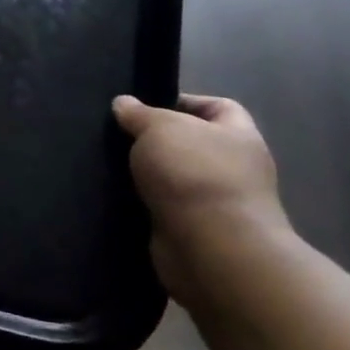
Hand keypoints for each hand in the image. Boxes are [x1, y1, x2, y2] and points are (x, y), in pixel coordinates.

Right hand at [112, 94, 292, 305]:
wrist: (212, 249)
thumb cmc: (194, 174)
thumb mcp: (160, 127)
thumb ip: (139, 113)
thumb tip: (123, 103)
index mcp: (239, 136)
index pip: (219, 107)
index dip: (185, 101)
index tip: (145, 107)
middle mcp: (234, 168)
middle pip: (192, 143)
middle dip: (156, 140)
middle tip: (119, 135)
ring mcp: (216, 203)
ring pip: (174, 177)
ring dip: (147, 173)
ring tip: (111, 163)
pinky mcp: (195, 231)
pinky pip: (164, 207)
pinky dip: (143, 202)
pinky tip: (116, 194)